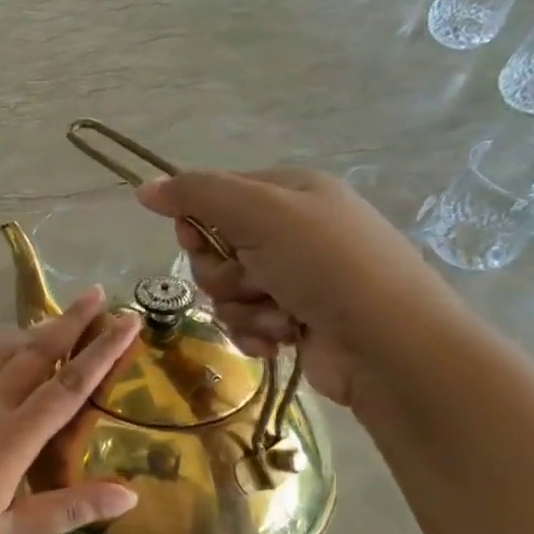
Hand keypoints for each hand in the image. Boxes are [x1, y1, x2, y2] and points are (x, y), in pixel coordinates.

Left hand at [0, 290, 142, 533]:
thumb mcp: (8, 532)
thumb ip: (68, 509)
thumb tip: (129, 496)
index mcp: (10, 439)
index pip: (68, 386)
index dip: (101, 351)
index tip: (126, 321)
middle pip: (36, 352)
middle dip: (70, 321)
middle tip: (97, 293)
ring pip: (2, 351)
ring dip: (34, 330)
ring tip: (58, 317)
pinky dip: (3, 350)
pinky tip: (9, 354)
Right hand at [137, 167, 460, 404]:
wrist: (390, 346)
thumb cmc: (326, 265)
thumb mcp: (260, 213)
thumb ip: (197, 194)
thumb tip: (143, 187)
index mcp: (289, 192)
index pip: (214, 196)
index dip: (197, 221)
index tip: (198, 239)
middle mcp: (292, 231)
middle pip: (215, 247)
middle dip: (223, 272)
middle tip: (251, 280)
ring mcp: (295, 278)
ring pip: (227, 290)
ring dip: (243, 307)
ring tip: (279, 316)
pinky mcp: (296, 320)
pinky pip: (246, 321)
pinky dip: (256, 332)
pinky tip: (280, 339)